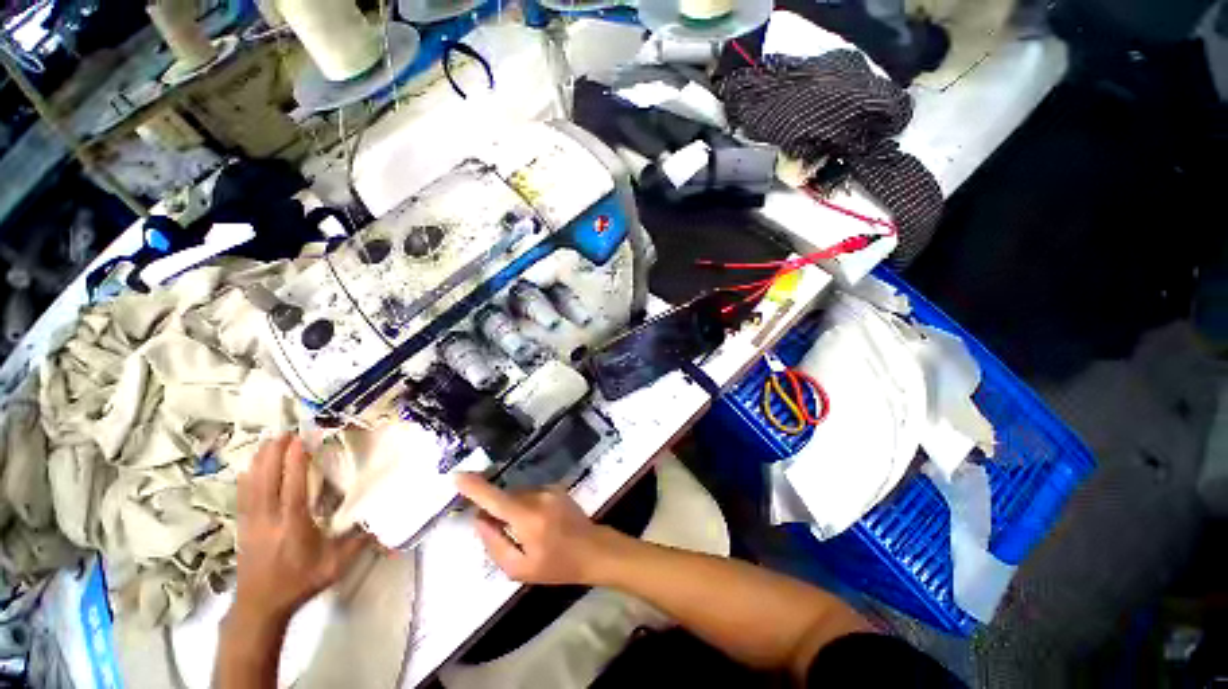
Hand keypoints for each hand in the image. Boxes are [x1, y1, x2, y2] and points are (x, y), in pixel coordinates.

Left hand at [233, 434, 368, 625]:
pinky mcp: (243, 526)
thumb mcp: (334, 565)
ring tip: (269, 441)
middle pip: (267, 479)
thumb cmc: (299, 582)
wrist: (260, 606)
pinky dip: (246, 477)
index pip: (292, 486)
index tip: (301, 440)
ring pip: (252, 484)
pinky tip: (248, 467)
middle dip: (274, 454)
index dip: (295, 462)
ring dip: (260, 461)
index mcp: (292, 525)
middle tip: (285, 432)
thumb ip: (358, 542)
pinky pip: (243, 496)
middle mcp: (269, 519)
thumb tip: (382, 521)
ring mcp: (252, 522)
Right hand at [455, 474, 623, 585]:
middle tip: (497, 531)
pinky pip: (530, 493)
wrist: (593, 549)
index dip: (476, 487)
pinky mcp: (556, 487)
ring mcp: (549, 489)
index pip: (496, 499)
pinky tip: (536, 522)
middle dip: (496, 509)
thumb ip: (495, 544)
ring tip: (524, 531)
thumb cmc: (556, 566)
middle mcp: (538, 497)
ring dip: (511, 508)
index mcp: (528, 519)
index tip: (458, 476)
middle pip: (505, 496)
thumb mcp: (520, 568)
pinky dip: (524, 505)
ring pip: (517, 494)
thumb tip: (479, 519)